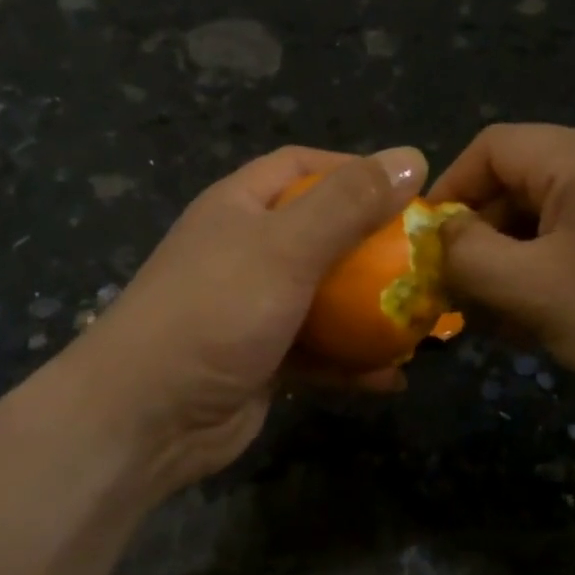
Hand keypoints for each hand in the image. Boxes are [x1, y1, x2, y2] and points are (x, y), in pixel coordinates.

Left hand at [68, 145, 425, 496]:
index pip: (301, 166)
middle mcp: (246, 251)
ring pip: (326, 297)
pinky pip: (320, 351)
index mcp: (240, 207)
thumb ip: (349, 203)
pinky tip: (392, 376)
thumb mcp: (286, 247)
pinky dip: (353, 362)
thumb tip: (412, 156)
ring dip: (371, 310)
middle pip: (321, 233)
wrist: (147, 419)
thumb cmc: (215, 312)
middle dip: (374, 246)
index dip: (353, 170)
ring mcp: (254, 308)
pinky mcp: (264, 359)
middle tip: (426, 260)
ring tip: (422, 320)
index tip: (406, 188)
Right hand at [429, 124, 574, 426]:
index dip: (448, 191)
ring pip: (548, 216)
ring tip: (494, 316)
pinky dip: (550, 268)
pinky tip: (538, 316)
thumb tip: (438, 235)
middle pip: (519, 182)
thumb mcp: (532, 290)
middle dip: (480, 236)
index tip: (424, 246)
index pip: (491, 148)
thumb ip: (466, 255)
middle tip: (456, 293)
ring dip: (512, 260)